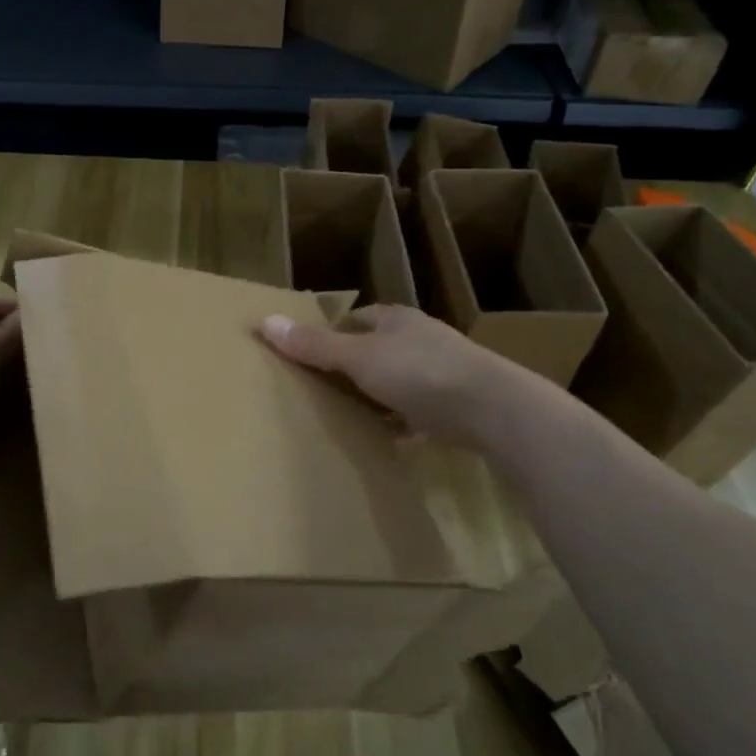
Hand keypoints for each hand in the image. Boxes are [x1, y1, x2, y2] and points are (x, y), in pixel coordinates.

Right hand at [259, 304, 552, 450]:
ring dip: (378, 394)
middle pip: (378, 348)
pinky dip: (402, 420)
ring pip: (399, 379)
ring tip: (349, 414)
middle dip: (353, 365)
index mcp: (397, 320)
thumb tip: (264, 321)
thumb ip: (314, 344)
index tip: (310, 354)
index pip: (358, 318)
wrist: (492, 409)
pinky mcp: (457, 404)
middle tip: (323, 387)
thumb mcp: (358, 357)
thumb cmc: (420, 372)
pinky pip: (419, 410)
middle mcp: (421, 339)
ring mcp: (443, 371)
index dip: (333, 332)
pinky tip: (387, 437)